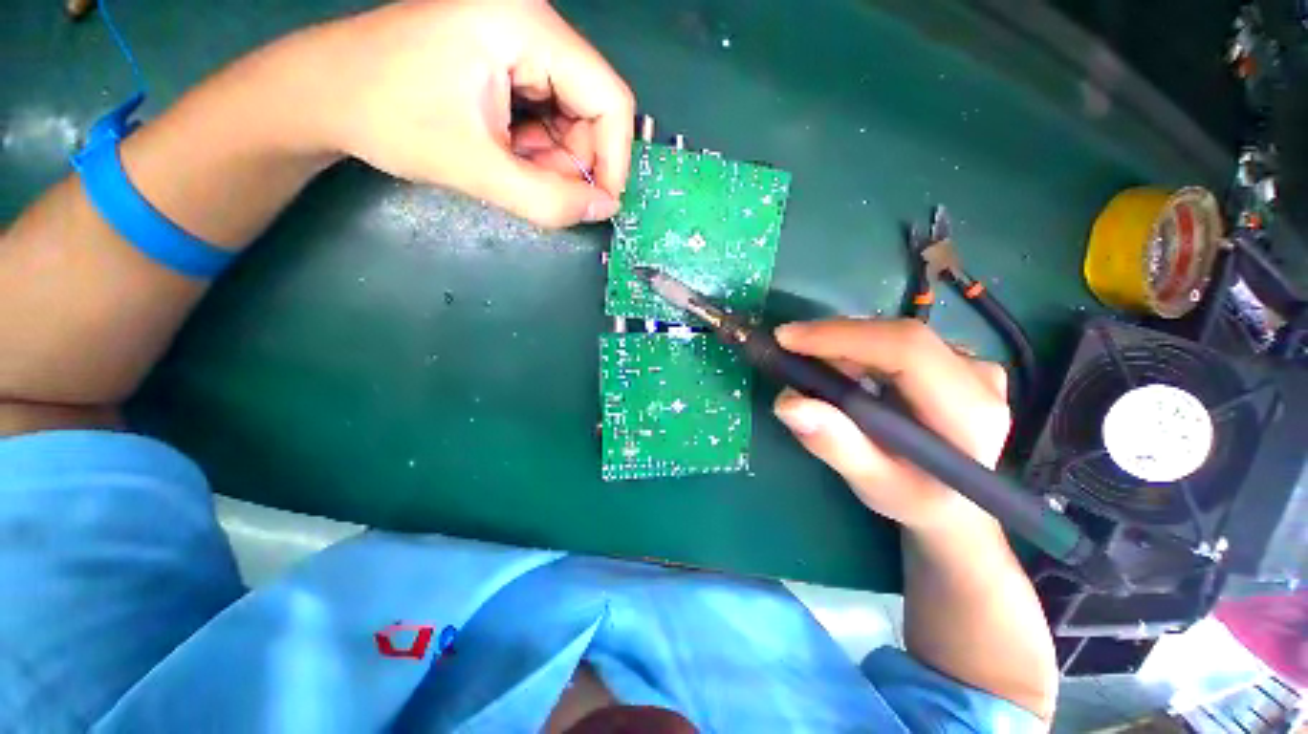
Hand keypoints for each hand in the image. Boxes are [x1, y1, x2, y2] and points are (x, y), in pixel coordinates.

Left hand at [291, 0, 633, 227]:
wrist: (323, 93)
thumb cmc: (388, 118)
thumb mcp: (475, 168)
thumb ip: (548, 200)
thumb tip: (603, 209)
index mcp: (525, 25)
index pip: (609, 98)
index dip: (614, 159)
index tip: (600, 204)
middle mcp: (531, 20)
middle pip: (592, 107)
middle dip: (575, 162)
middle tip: (540, 189)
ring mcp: (518, 35)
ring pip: (573, 115)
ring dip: (554, 158)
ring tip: (510, 169)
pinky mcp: (507, 55)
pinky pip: (549, 112)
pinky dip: (538, 147)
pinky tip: (506, 153)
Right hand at [772, 319, 1011, 533]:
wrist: (954, 501)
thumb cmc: (914, 498)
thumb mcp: (873, 484)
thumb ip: (836, 446)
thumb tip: (788, 403)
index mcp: (970, 414)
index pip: (906, 350)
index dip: (842, 337)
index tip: (787, 339)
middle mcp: (979, 377)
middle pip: (896, 335)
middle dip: (833, 339)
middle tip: (787, 354)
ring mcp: (970, 363)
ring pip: (892, 333)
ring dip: (841, 344)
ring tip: (811, 370)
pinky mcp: (954, 359)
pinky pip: (894, 339)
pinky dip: (855, 348)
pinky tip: (838, 370)